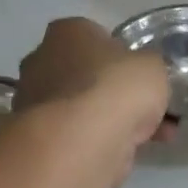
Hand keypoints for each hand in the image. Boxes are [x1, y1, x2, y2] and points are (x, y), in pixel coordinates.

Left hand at [15, 18, 172, 184]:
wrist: (79, 143)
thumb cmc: (115, 88)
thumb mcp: (153, 66)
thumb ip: (149, 67)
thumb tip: (143, 75)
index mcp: (67, 31)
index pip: (97, 37)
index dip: (123, 59)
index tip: (142, 79)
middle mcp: (42, 60)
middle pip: (87, 75)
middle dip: (115, 94)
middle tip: (147, 111)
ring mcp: (34, 100)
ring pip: (82, 109)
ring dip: (110, 123)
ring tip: (149, 140)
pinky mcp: (36, 137)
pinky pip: (75, 136)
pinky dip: (98, 145)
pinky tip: (124, 156)